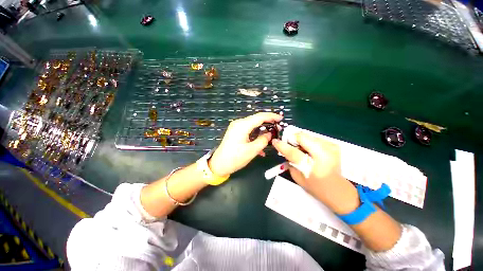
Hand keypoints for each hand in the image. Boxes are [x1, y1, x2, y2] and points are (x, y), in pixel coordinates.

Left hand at [208, 113, 282, 176]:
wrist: (219, 165)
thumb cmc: (235, 158)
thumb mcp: (252, 150)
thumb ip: (263, 140)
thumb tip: (269, 134)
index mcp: (242, 125)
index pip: (260, 116)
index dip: (271, 116)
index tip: (281, 118)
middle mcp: (239, 123)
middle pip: (256, 119)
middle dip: (268, 123)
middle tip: (278, 129)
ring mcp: (236, 128)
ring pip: (253, 126)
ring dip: (262, 130)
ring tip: (271, 137)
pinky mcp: (236, 133)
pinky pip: (248, 131)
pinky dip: (255, 136)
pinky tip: (261, 146)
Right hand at [272, 133, 359, 213]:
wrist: (338, 189)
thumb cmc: (315, 187)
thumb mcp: (297, 177)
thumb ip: (289, 161)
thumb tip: (284, 149)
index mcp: (313, 166)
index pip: (293, 152)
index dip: (282, 145)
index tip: (275, 141)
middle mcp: (324, 153)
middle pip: (302, 137)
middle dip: (292, 138)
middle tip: (288, 144)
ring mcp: (331, 146)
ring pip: (308, 135)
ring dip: (300, 140)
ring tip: (300, 149)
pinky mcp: (333, 144)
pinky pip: (314, 138)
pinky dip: (308, 141)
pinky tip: (309, 150)